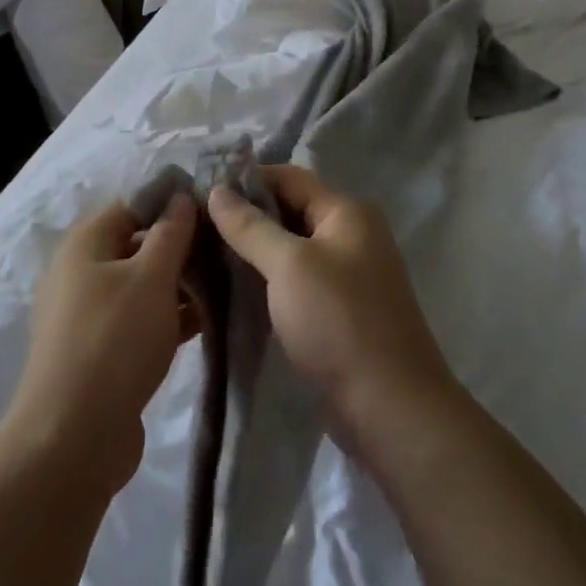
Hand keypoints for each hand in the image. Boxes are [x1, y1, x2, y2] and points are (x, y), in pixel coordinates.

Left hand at [4, 193, 199, 495]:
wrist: (73, 437)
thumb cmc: (114, 340)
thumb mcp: (151, 278)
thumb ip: (170, 234)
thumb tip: (180, 197)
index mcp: (85, 244)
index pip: (132, 206)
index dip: (171, 205)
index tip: (214, 212)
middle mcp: (81, 272)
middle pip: (137, 245)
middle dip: (180, 248)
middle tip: (227, 252)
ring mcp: (88, 315)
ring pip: (141, 286)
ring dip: (179, 286)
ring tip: (226, 285)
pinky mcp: (100, 351)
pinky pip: (138, 320)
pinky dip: (168, 318)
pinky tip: (207, 322)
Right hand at [208, 166, 456, 457]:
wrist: (390, 408)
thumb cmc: (339, 323)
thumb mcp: (289, 266)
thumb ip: (250, 226)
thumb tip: (217, 190)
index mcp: (346, 212)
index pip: (288, 177)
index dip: (245, 180)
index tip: (200, 192)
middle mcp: (350, 235)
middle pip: (289, 210)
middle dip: (245, 216)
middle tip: (195, 226)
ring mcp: (346, 274)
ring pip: (289, 247)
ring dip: (252, 249)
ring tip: (204, 254)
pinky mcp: (337, 309)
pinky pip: (295, 279)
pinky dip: (266, 278)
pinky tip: (231, 287)